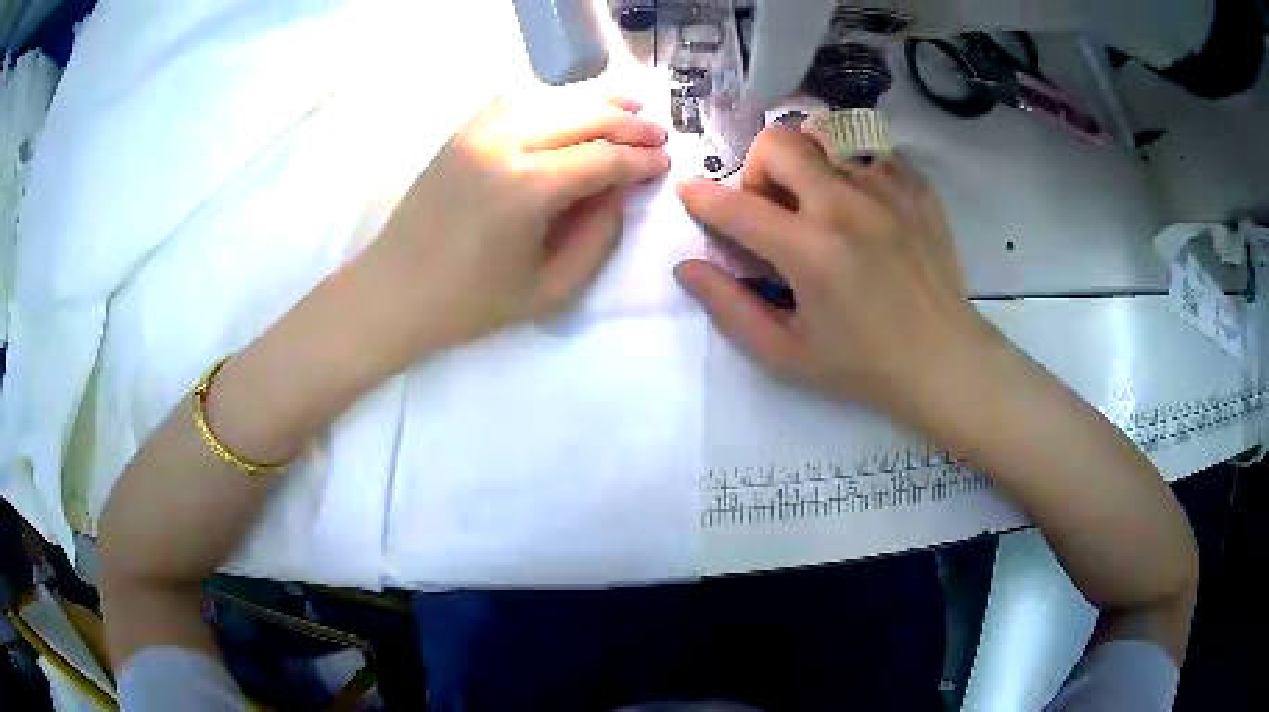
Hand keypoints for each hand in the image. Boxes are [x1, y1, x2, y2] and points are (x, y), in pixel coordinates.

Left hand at [348, 89, 669, 372]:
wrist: (395, 292)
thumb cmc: (471, 303)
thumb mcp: (550, 289)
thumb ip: (598, 237)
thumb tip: (622, 191)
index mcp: (528, 188)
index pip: (603, 158)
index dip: (641, 160)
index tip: (665, 163)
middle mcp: (505, 144)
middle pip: (584, 117)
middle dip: (629, 125)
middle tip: (658, 135)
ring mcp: (478, 132)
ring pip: (553, 99)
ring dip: (596, 102)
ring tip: (629, 108)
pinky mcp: (461, 132)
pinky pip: (515, 99)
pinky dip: (552, 98)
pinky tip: (570, 108)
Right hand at [675, 126, 997, 421]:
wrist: (944, 361)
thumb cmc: (863, 366)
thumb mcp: (787, 354)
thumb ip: (730, 309)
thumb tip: (687, 268)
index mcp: (811, 252)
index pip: (736, 206)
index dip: (701, 197)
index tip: (691, 194)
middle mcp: (847, 207)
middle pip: (779, 142)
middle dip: (758, 168)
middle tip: (771, 207)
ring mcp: (887, 191)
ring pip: (826, 139)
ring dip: (807, 168)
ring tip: (821, 207)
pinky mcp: (917, 189)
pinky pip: (870, 153)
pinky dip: (853, 171)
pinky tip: (862, 208)